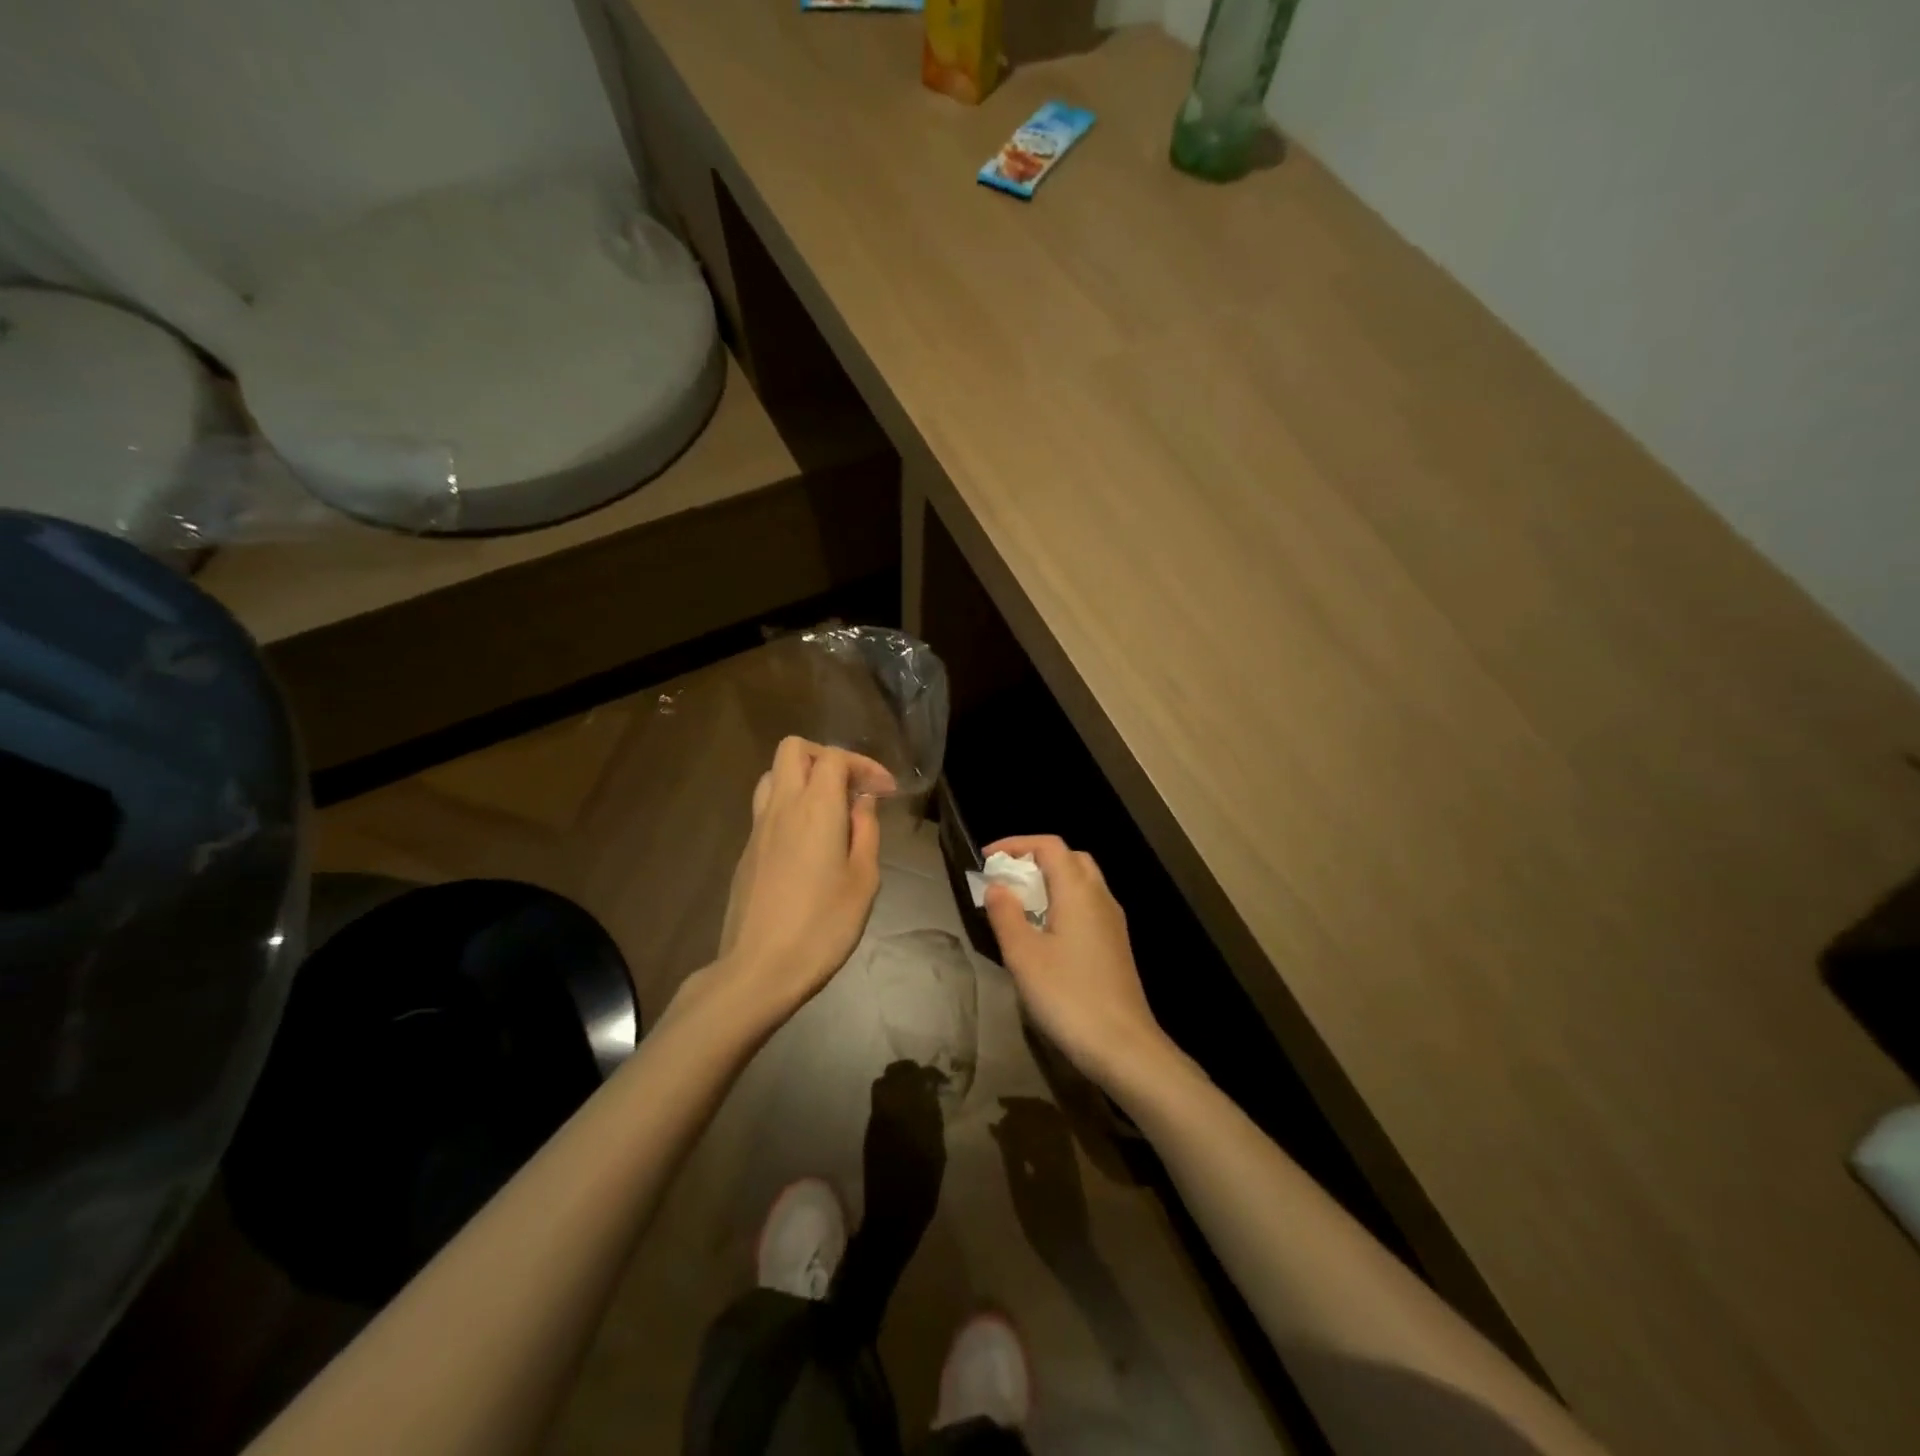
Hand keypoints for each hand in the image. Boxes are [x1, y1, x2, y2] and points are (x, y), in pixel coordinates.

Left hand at [711, 736, 893, 1024]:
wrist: (759, 969)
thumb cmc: (822, 926)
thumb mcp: (863, 880)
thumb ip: (865, 832)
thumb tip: (862, 802)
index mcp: (816, 808)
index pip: (835, 758)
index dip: (864, 765)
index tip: (885, 791)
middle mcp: (782, 807)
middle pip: (793, 749)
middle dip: (827, 758)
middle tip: (851, 788)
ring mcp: (758, 828)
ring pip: (774, 775)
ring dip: (803, 778)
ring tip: (828, 809)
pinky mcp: (747, 850)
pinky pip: (766, 807)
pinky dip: (790, 805)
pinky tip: (808, 840)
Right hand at [980, 836, 1168, 1090]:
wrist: (1124, 1046)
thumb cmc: (1068, 996)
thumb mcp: (1023, 955)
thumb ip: (1006, 914)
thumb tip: (997, 885)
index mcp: (1078, 891)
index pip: (1050, 846)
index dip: (1016, 844)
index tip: (987, 858)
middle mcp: (1100, 897)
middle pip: (1070, 858)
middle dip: (1035, 859)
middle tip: (1005, 878)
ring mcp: (1112, 921)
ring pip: (1082, 882)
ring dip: (1050, 881)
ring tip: (1020, 904)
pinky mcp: (1116, 944)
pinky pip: (1088, 906)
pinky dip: (1063, 902)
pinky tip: (1045, 932)